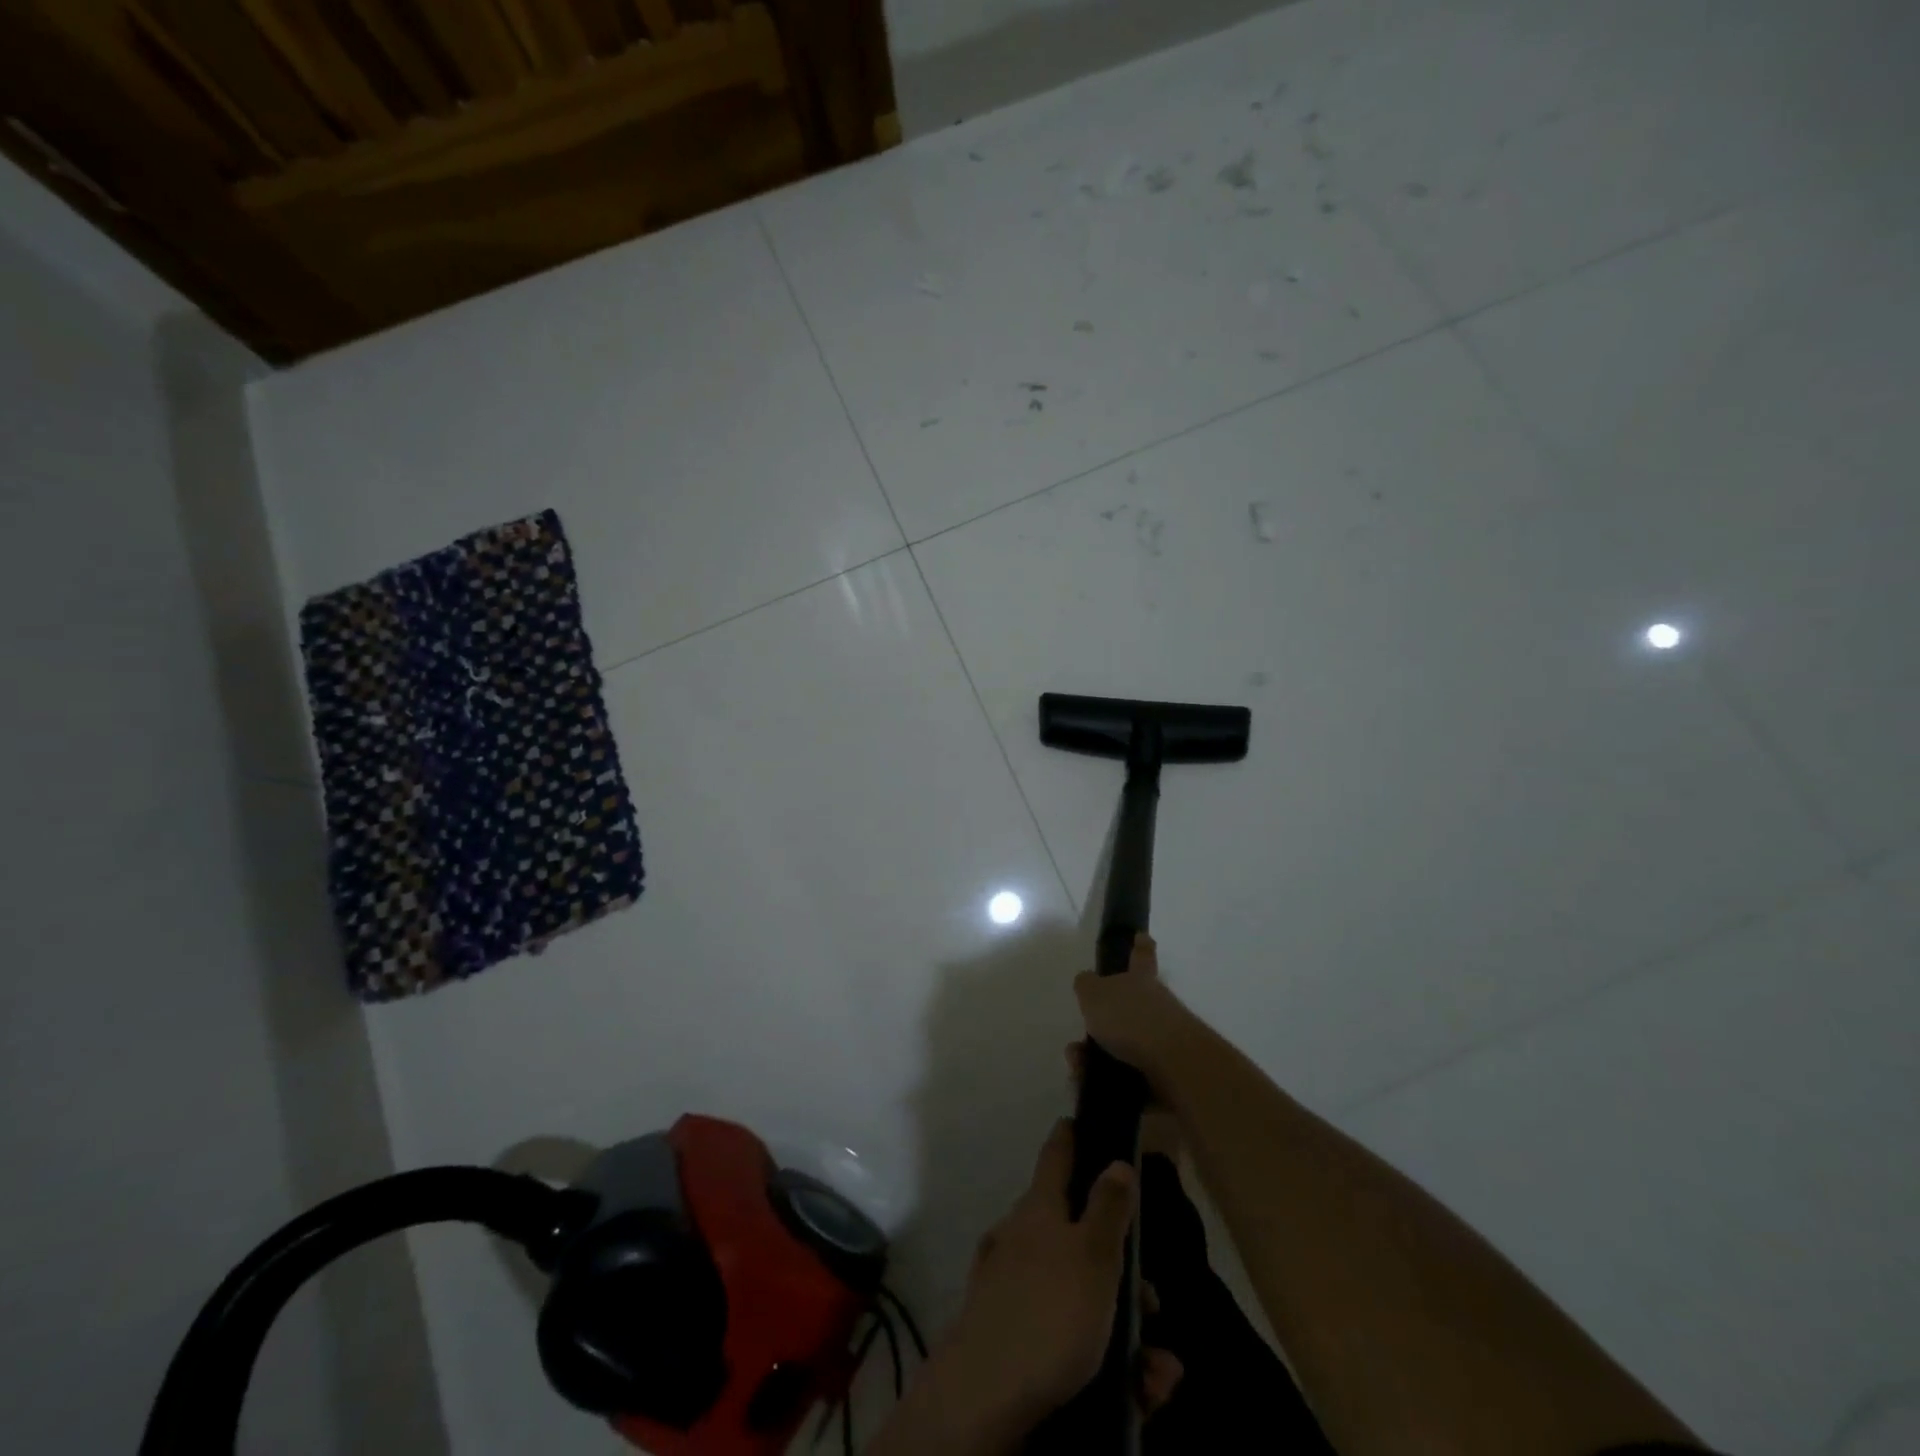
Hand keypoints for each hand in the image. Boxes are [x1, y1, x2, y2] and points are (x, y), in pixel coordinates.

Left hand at [869, 1121, 1181, 1455]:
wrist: (985, 1398)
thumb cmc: (1048, 1312)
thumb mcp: (1092, 1255)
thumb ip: (1108, 1208)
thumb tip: (1116, 1161)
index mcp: (1039, 1208)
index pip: (1056, 1155)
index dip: (1069, 1137)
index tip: (1076, 1121)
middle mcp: (1021, 1238)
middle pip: (1075, 1234)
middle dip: (1118, 1266)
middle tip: (1151, 1301)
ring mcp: (1011, 1287)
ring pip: (1078, 1294)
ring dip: (1122, 1327)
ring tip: (1156, 1370)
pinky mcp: (1011, 1336)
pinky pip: (1066, 1336)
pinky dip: (1102, 1360)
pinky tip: (1135, 1391)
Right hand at [1073, 934, 1202, 1089]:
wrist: (1174, 1067)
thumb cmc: (1131, 1019)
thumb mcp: (1095, 994)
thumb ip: (1086, 985)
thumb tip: (1087, 982)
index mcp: (1140, 981)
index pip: (1141, 956)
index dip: (1140, 946)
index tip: (1142, 936)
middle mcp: (1156, 1007)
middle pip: (1128, 1009)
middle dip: (1101, 1025)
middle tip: (1077, 1043)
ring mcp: (1164, 1042)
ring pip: (1124, 1048)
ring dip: (1096, 1059)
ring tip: (1078, 1069)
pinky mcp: (1166, 1075)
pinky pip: (1130, 1079)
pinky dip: (1108, 1084)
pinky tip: (1090, 1089)